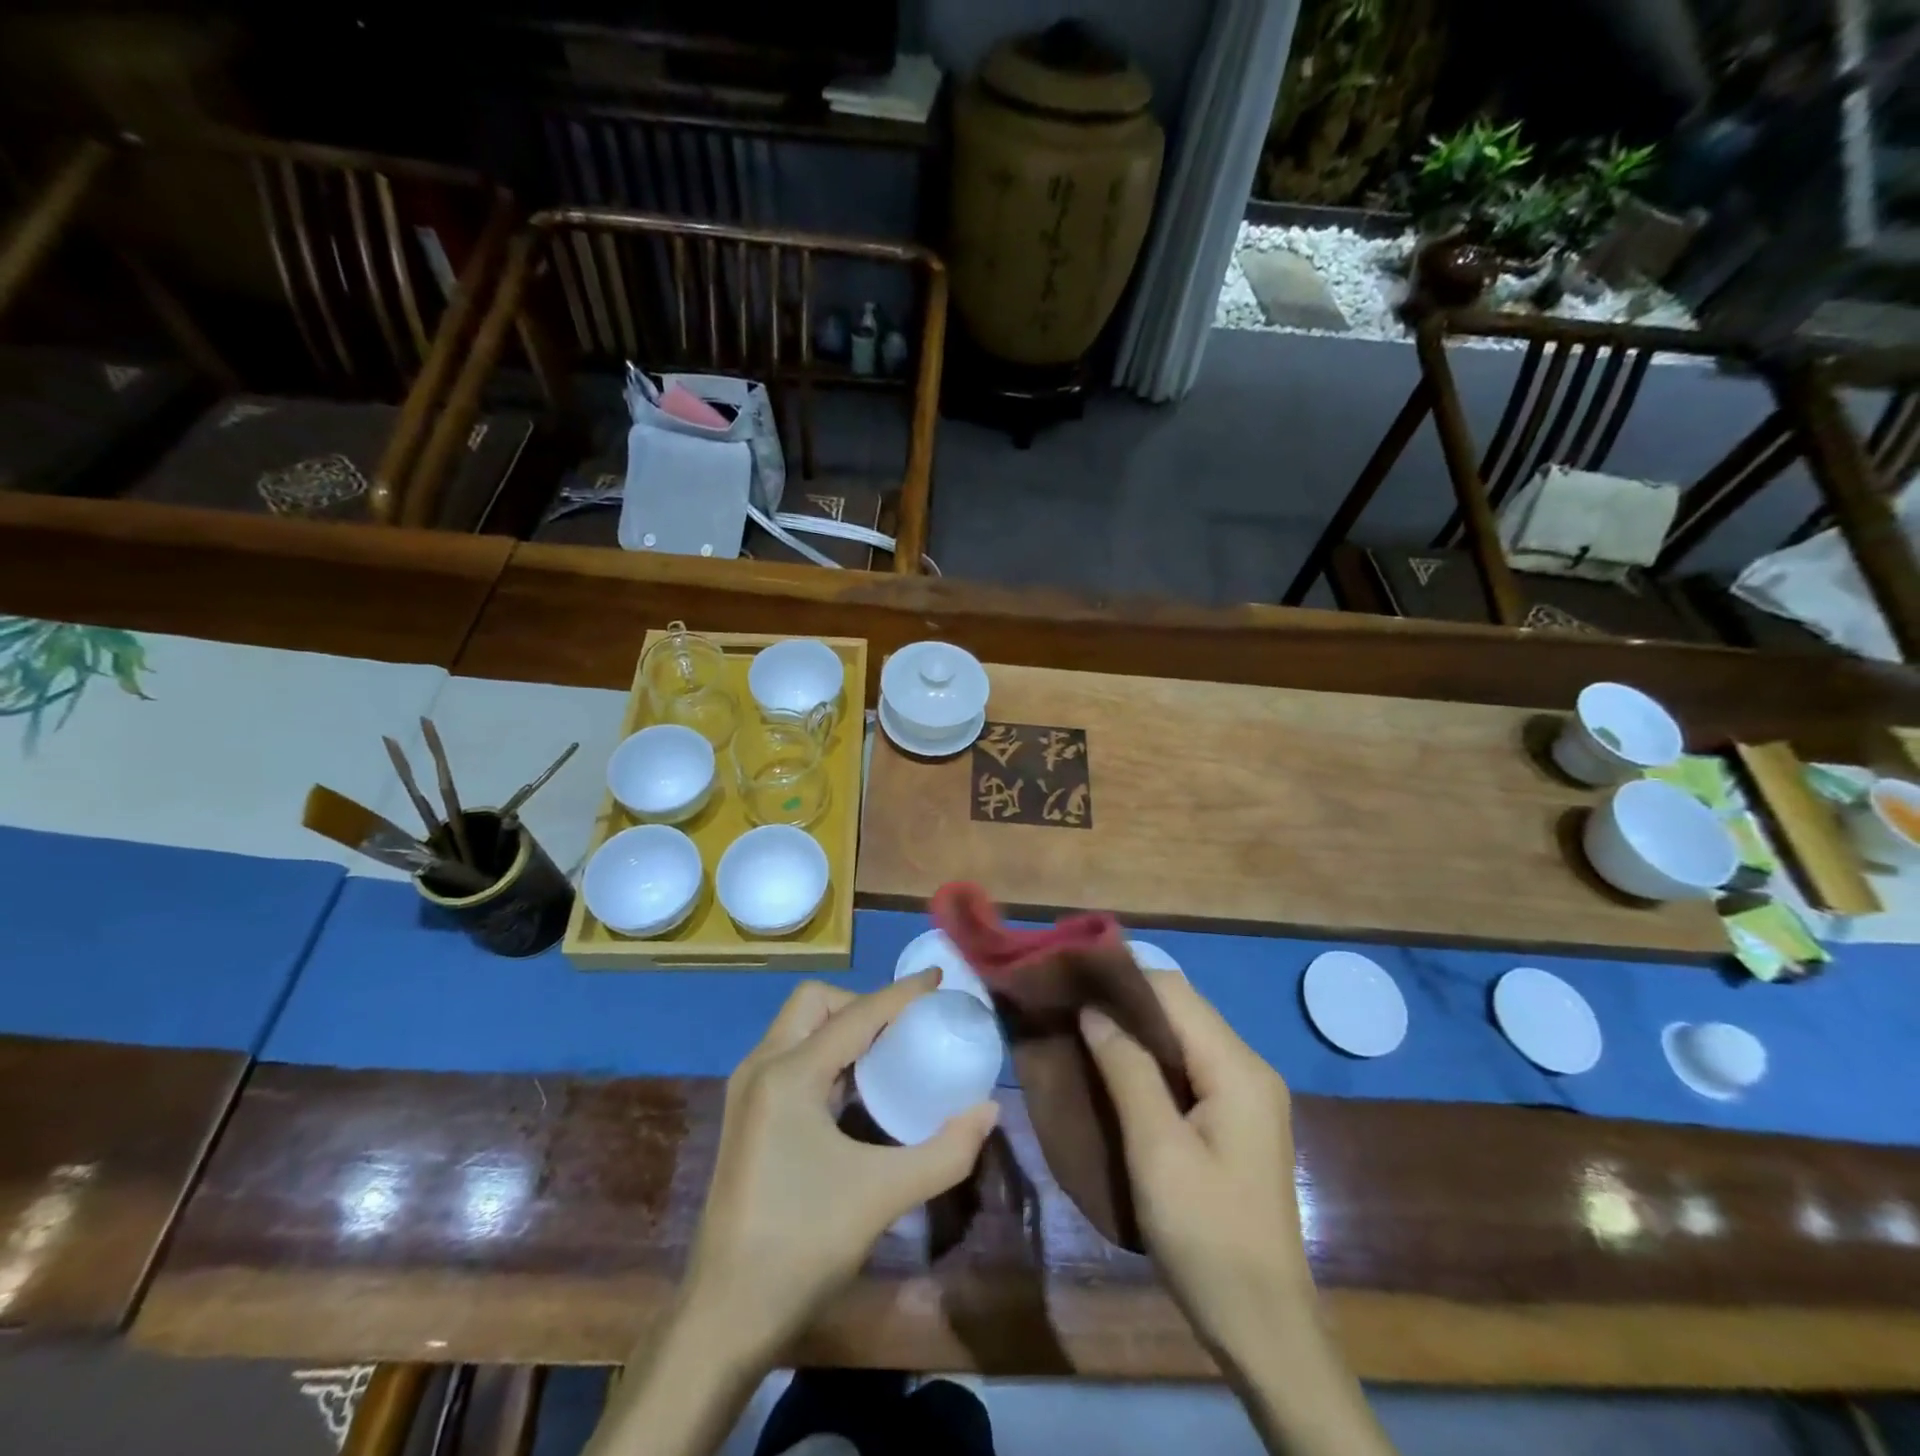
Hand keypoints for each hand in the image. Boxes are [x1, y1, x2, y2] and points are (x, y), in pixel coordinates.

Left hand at [680, 971, 1000, 1364]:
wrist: (724, 1317)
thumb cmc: (803, 1245)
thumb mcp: (884, 1195)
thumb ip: (945, 1151)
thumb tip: (988, 1110)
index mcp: (790, 1074)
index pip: (856, 1014)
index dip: (901, 993)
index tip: (938, 978)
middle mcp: (762, 1067)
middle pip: (814, 1002)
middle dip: (861, 1003)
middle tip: (902, 1029)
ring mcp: (747, 1091)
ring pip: (797, 1026)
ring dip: (840, 1026)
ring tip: (885, 1053)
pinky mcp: (745, 1115)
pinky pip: (789, 1056)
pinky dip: (824, 1053)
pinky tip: (852, 1091)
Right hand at [1080, 974, 1312, 1362]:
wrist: (1263, 1328)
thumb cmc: (1206, 1236)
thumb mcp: (1157, 1150)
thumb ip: (1127, 1070)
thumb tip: (1093, 1009)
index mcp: (1237, 1068)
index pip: (1173, 992)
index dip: (1121, 978)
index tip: (1071, 977)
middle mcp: (1249, 1068)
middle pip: (1180, 1009)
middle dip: (1125, 1001)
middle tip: (1069, 1005)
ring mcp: (1246, 1094)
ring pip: (1182, 1036)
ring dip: (1135, 1031)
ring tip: (1081, 1030)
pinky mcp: (1235, 1119)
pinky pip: (1189, 1066)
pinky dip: (1151, 1059)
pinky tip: (1115, 1068)